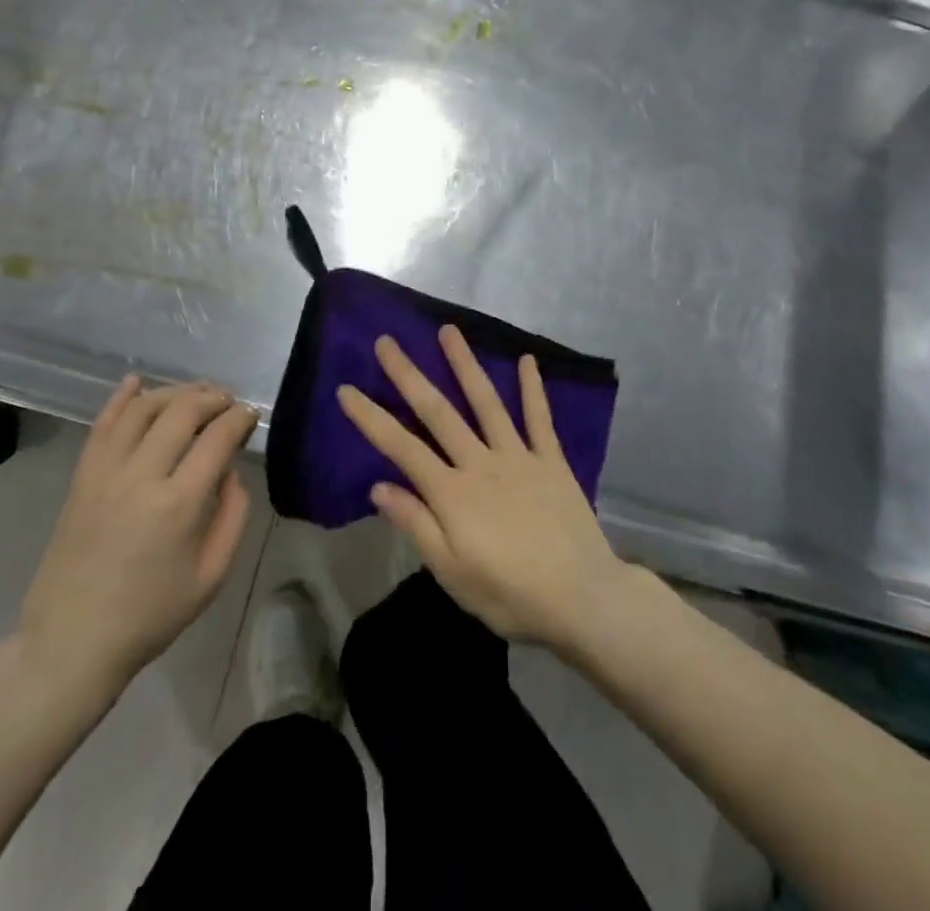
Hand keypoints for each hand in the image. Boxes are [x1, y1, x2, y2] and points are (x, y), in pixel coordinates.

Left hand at [11, 377, 256, 719]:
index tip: (251, 415)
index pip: (218, 437)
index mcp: (179, 503)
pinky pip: (102, 424)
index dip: (239, 418)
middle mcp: (142, 476)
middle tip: (228, 401)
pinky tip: (137, 382)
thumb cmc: (150, 614)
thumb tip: (229, 471)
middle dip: (212, 397)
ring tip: (195, 393)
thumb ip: (232, 515)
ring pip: (143, 409)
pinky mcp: (82, 477)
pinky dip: (121, 398)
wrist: (73, 641)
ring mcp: (106, 472)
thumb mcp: (212, 575)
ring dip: (174, 392)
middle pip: (182, 411)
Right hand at [337, 325, 637, 647]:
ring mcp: (518, 456)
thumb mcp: (452, 572)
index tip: (347, 389)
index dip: (371, 418)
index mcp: (452, 492)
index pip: (401, 447)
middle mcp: (480, 462)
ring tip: (448, 331)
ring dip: (464, 364)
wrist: (582, 598)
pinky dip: (533, 388)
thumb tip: (378, 487)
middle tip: (387, 341)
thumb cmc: (509, 594)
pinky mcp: (551, 460)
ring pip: (486, 402)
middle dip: (408, 375)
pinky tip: (527, 360)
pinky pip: (540, 418)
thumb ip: (416, 524)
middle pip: (437, 412)